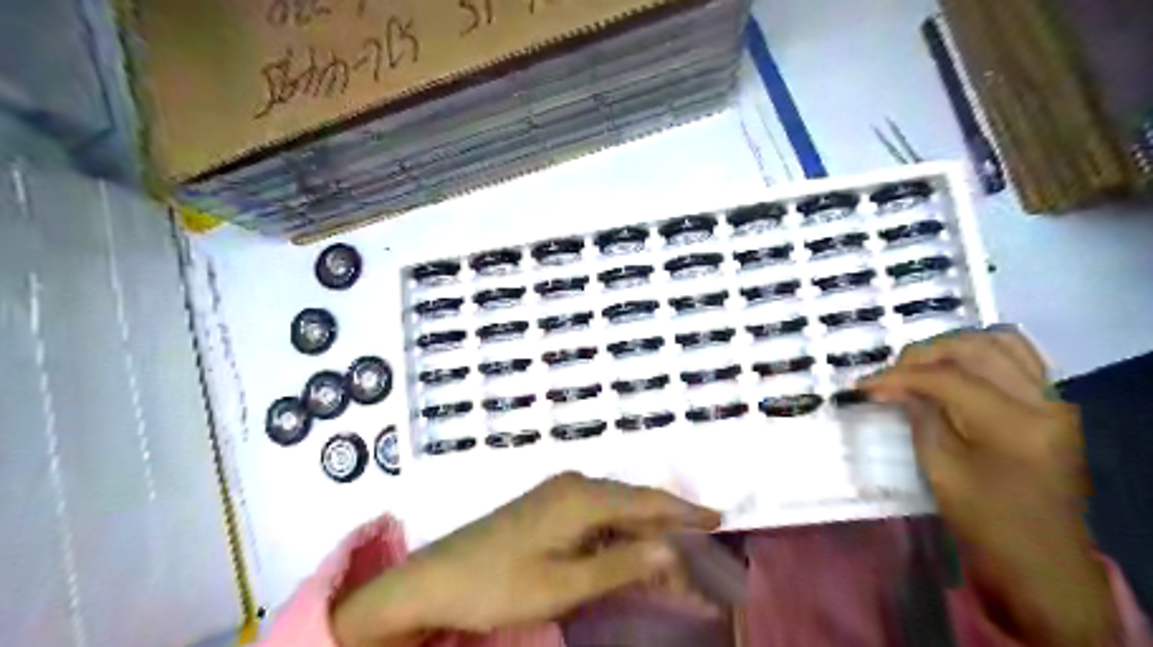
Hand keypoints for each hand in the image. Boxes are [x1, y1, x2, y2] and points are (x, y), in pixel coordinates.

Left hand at [328, 471, 718, 644]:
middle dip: (671, 531)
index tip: (719, 519)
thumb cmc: (498, 584)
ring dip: (646, 538)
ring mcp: (559, 495)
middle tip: (707, 555)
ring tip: (678, 566)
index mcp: (581, 497)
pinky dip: (620, 539)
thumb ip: (620, 563)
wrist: (435, 579)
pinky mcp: (549, 508)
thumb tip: (671, 547)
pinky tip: (633, 555)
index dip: (685, 512)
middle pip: (635, 506)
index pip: (647, 502)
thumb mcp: (563, 584)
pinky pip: (597, 519)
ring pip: (617, 514)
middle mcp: (575, 486)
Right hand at [864, 329, 1117, 646]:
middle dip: (924, 353)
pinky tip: (954, 364)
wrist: (1042, 557)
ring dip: (952, 346)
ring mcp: (1054, 400)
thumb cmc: (985, 520)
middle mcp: (1042, 401)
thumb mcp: (940, 467)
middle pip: (975, 349)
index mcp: (1013, 425)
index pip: (948, 378)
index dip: (900, 375)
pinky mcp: (1053, 403)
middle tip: (892, 373)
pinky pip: (1019, 356)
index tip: (865, 383)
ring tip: (920, 365)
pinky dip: (981, 351)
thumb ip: (920, 414)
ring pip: (1000, 342)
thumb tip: (892, 384)